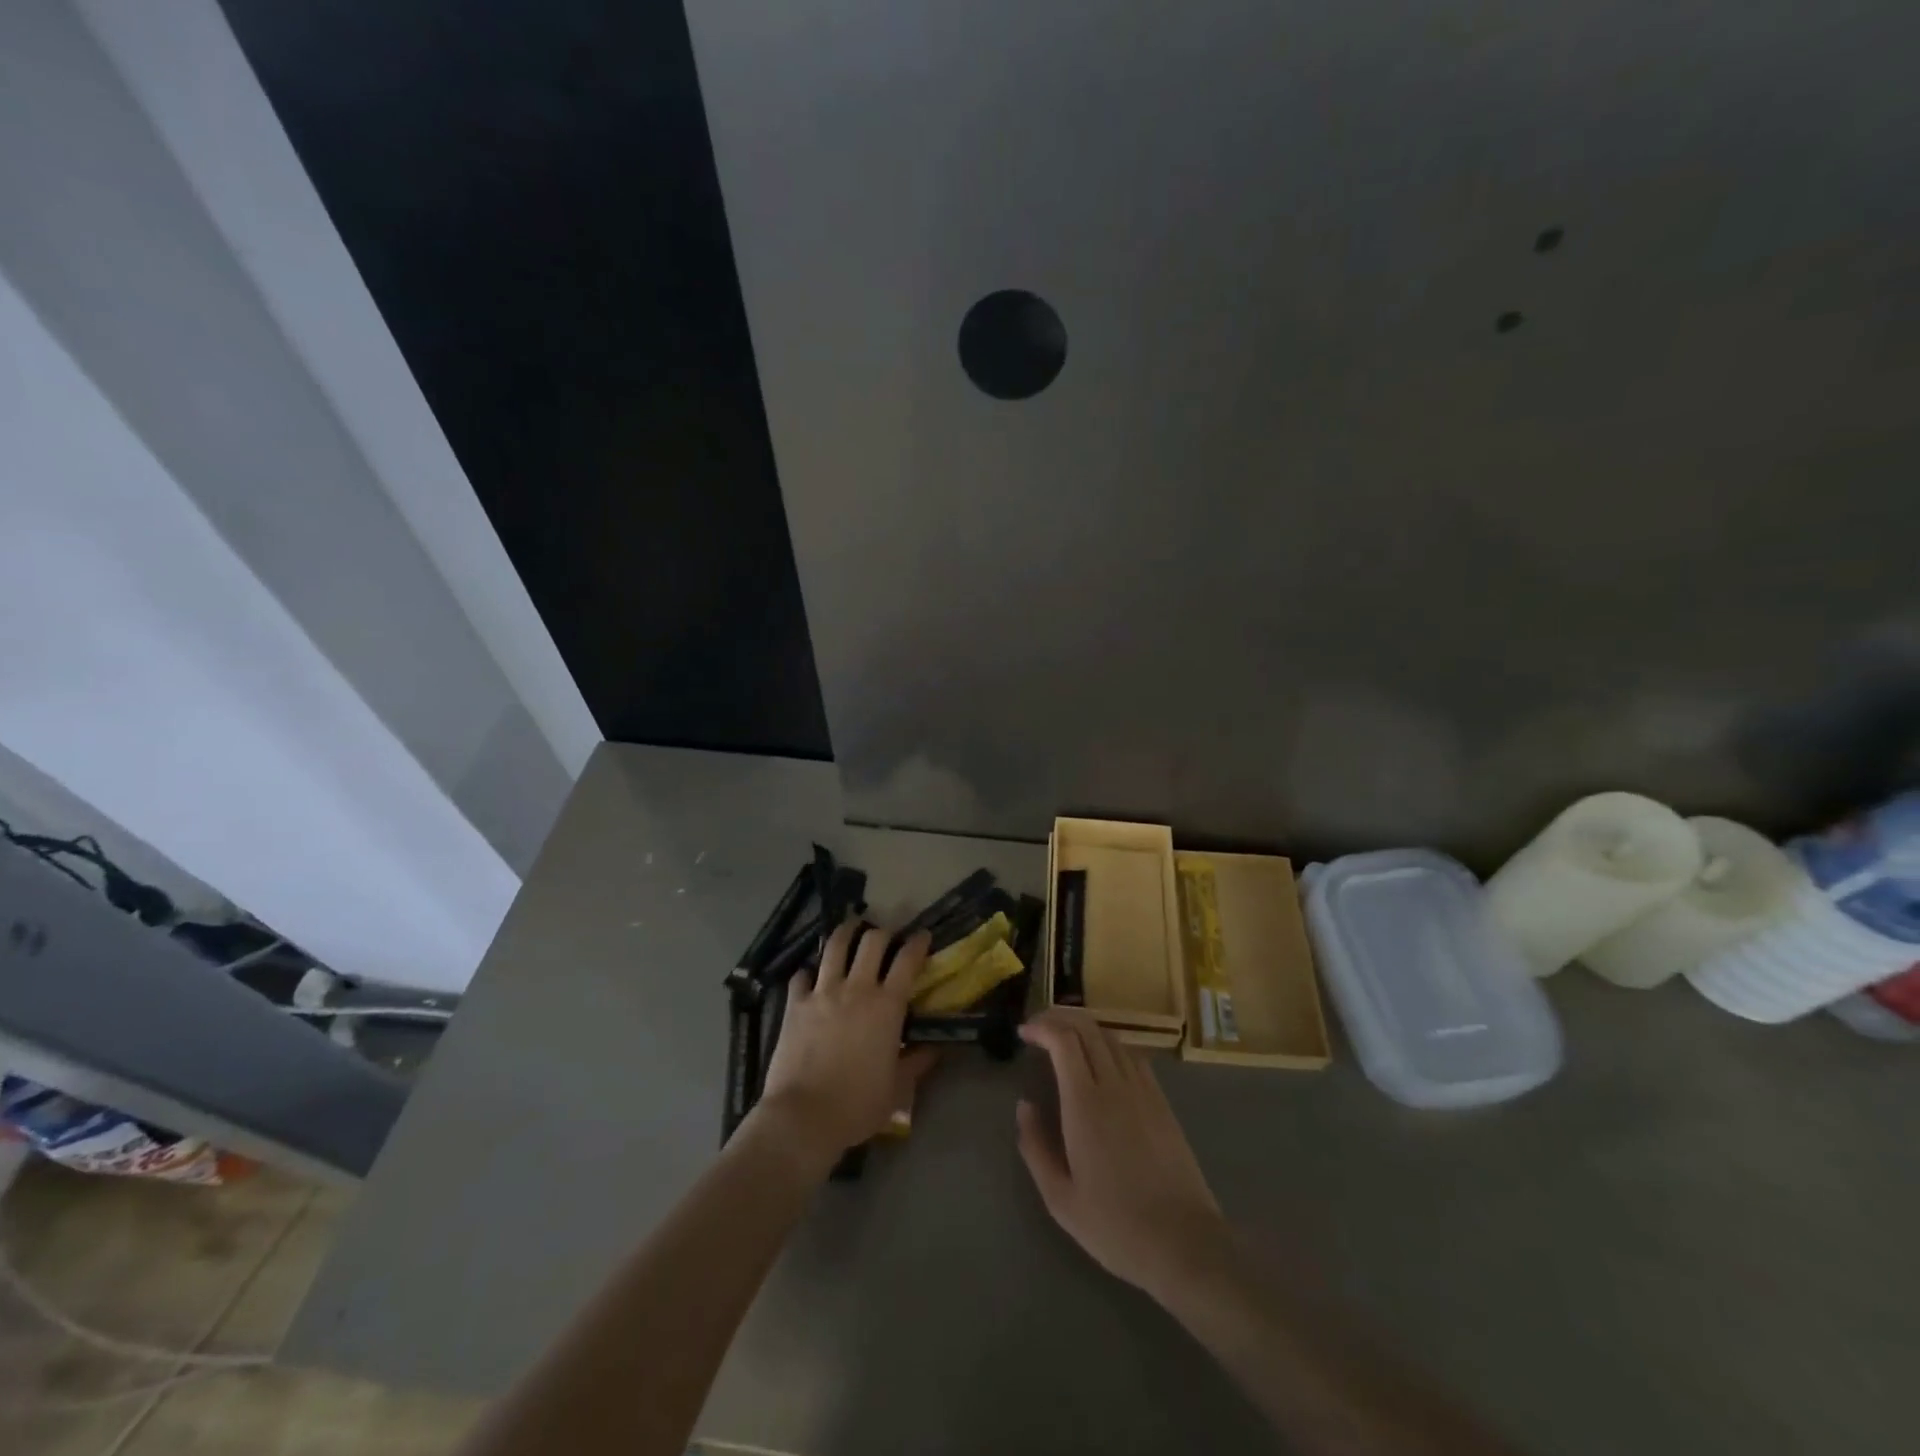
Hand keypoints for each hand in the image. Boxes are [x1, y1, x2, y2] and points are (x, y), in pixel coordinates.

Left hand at [756, 918, 934, 1167]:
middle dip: (884, 932)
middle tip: (887, 935)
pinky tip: (811, 975)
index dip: (918, 942)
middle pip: (872, 941)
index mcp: (887, 1006)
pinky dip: (809, 971)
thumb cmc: (857, 1105)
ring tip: (850, 928)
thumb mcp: (897, 1088)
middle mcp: (856, 988)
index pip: (908, 960)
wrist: (803, 1116)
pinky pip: (801, 975)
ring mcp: (822, 992)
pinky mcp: (795, 1004)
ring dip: (846, 933)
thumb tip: (934, 1048)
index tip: (922, 936)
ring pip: (836, 946)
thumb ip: (916, 1062)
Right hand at [1016, 1009, 1230, 1302]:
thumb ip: (1035, 1146)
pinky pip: (1132, 1056)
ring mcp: (1143, 1090)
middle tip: (1038, 1029)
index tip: (1024, 1034)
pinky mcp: (1162, 1101)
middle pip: (1087, 1028)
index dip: (1041, 1027)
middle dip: (1059, 1018)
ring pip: (1111, 1037)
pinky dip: (1109, 1045)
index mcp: (1085, 1103)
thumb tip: (1025, 1105)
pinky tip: (1101, 1061)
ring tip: (1065, 1039)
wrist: (1183, 1242)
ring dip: (1084, 1028)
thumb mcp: (1060, 1198)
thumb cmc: (1115, 1225)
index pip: (1063, 1039)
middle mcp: (1114, 1084)